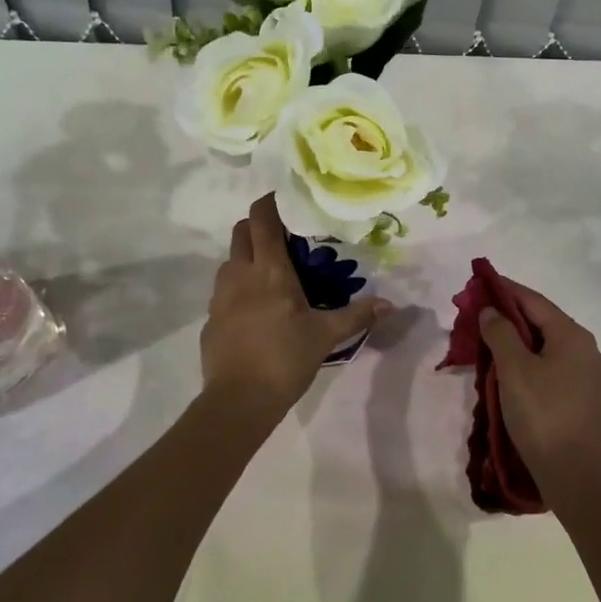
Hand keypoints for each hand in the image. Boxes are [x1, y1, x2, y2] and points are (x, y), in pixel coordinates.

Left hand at [201, 194, 391, 417]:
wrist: (239, 400)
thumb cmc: (285, 358)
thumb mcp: (325, 336)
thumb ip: (357, 315)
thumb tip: (390, 304)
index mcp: (268, 270)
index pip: (262, 218)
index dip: (270, 202)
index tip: (286, 200)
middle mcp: (239, 273)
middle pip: (240, 231)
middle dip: (258, 226)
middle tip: (284, 237)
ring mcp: (220, 296)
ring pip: (229, 260)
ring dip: (247, 256)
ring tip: (272, 274)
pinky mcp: (211, 318)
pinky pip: (224, 290)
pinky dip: (239, 287)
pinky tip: (257, 309)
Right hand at [479, 278, 600, 498]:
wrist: (577, 476)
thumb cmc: (543, 415)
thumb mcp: (514, 370)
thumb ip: (500, 333)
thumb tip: (492, 311)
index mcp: (573, 336)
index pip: (535, 301)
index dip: (506, 290)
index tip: (480, 284)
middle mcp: (588, 351)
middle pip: (544, 323)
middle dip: (510, 318)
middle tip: (479, 316)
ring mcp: (591, 378)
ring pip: (549, 349)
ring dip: (520, 343)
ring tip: (491, 345)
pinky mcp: (587, 402)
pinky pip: (555, 370)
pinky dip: (532, 364)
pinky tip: (513, 376)